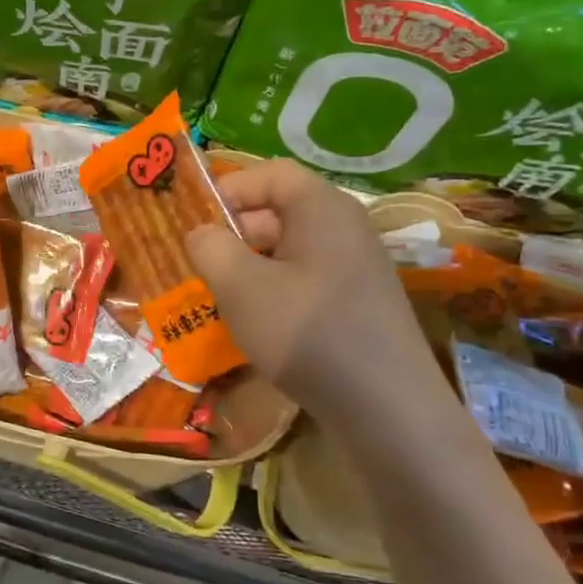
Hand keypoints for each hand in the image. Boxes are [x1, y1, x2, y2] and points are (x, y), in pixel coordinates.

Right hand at [187, 160, 443, 419]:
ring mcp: (358, 268)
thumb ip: (211, 249)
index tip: (195, 222)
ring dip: (252, 267)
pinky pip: (309, 281)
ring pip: (291, 251)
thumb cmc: (307, 332)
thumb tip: (202, 234)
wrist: (387, 409)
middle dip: (235, 234)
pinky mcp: (361, 305)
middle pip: (280, 211)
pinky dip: (277, 293)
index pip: (270, 174)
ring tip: (221, 298)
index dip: (229, 189)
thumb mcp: (241, 286)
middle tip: (200, 265)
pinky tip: (257, 326)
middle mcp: (345, 228)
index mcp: (321, 208)